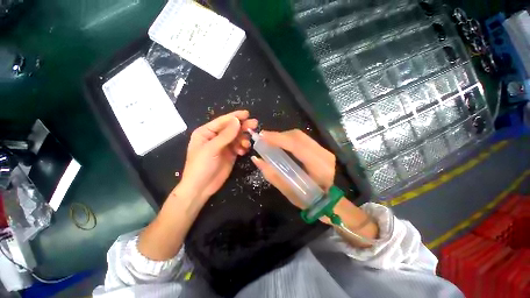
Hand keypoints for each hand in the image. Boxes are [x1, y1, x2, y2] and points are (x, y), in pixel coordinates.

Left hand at [179, 110, 257, 201]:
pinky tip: (243, 151)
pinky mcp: (230, 154)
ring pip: (237, 137)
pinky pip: (239, 146)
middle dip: (243, 126)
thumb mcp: (212, 149)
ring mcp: (224, 146)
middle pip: (232, 128)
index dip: (235, 116)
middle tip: (255, 124)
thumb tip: (237, 120)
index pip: (223, 121)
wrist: (201, 187)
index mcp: (206, 132)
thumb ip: (226, 135)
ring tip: (246, 144)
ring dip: (243, 139)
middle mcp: (215, 137)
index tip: (247, 114)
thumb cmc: (201, 166)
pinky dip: (243, 147)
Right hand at [251, 129, 335, 208]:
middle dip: (279, 135)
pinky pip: (302, 139)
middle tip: (263, 137)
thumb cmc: (310, 200)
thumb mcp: (290, 191)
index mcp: (318, 167)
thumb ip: (272, 174)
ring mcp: (324, 150)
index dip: (278, 138)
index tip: (262, 136)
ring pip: (300, 136)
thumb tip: (256, 159)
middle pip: (298, 136)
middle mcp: (323, 154)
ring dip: (283, 136)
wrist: (331, 201)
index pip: (296, 146)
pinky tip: (281, 143)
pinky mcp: (321, 149)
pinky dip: (289, 139)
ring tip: (270, 140)